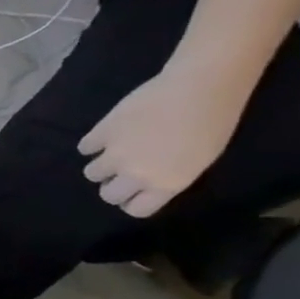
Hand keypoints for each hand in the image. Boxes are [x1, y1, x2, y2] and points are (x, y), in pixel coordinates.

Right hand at [76, 64, 246, 217]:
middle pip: (109, 195)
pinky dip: (92, 144)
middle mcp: (136, 174)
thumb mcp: (199, 160)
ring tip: (112, 152)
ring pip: (92, 173)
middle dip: (113, 186)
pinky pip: (85, 147)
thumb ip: (168, 177)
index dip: (133, 201)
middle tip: (121, 173)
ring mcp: (115, 154)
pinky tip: (106, 135)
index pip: (135, 209)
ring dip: (101, 166)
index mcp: (166, 184)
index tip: (136, 191)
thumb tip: (144, 182)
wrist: (201, 89)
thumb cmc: (214, 123)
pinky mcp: (101, 133)